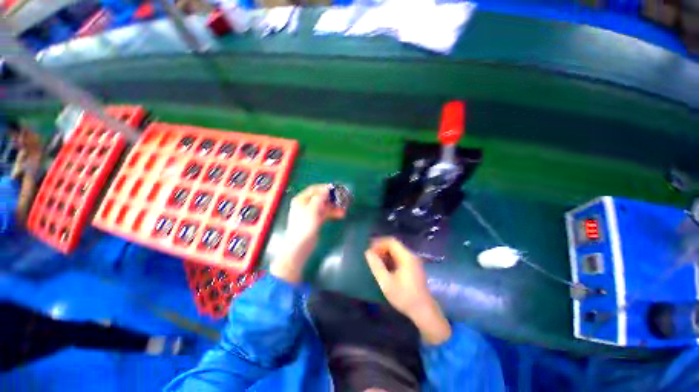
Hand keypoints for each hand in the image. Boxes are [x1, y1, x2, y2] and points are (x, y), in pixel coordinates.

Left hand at [270, 184, 345, 282]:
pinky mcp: (316, 221)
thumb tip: (327, 189)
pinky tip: (341, 214)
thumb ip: (320, 198)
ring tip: (345, 208)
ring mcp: (311, 213)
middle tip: (343, 198)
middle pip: (320, 197)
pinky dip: (333, 213)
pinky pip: (326, 214)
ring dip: (334, 206)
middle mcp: (305, 205)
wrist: (300, 246)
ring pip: (325, 206)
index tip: (336, 188)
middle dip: (332, 198)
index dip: (325, 188)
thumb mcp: (312, 209)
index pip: (314, 189)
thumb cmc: (304, 226)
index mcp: (301, 200)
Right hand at [365, 237, 450, 344]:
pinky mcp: (413, 266)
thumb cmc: (404, 296)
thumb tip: (368, 252)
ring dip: (385, 253)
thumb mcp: (386, 282)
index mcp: (406, 257)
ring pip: (396, 250)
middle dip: (381, 248)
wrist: (423, 311)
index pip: (391, 241)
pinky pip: (400, 257)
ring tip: (375, 261)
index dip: (378, 243)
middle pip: (394, 245)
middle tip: (371, 256)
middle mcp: (411, 255)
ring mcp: (413, 261)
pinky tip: (384, 267)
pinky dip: (390, 258)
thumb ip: (376, 266)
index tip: (369, 250)